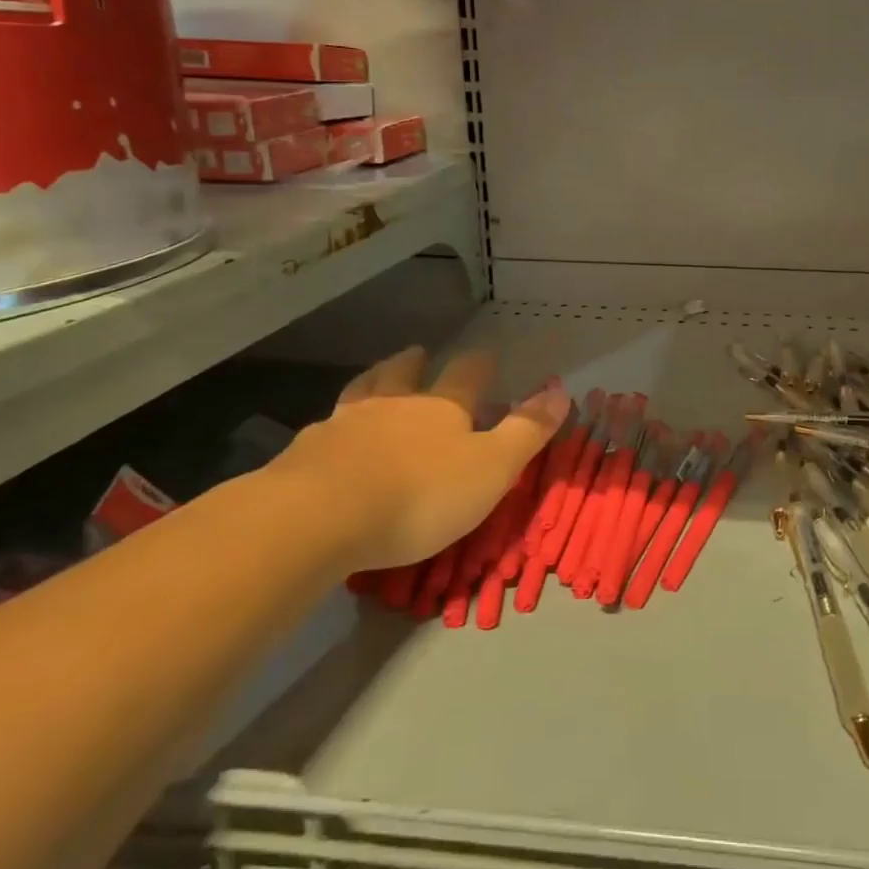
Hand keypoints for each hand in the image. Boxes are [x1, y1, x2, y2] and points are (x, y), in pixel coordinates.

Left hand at [262, 346, 568, 571]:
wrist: (321, 516)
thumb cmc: (420, 495)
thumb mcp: (492, 468)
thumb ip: (527, 431)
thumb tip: (562, 390)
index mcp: (442, 407)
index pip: (467, 374)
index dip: (479, 364)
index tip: (485, 356)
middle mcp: (393, 404)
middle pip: (405, 372)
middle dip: (416, 362)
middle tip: (419, 352)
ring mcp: (344, 423)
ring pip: (362, 390)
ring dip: (374, 380)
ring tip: (376, 376)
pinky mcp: (306, 451)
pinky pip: (324, 427)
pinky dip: (335, 424)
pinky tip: (330, 433)